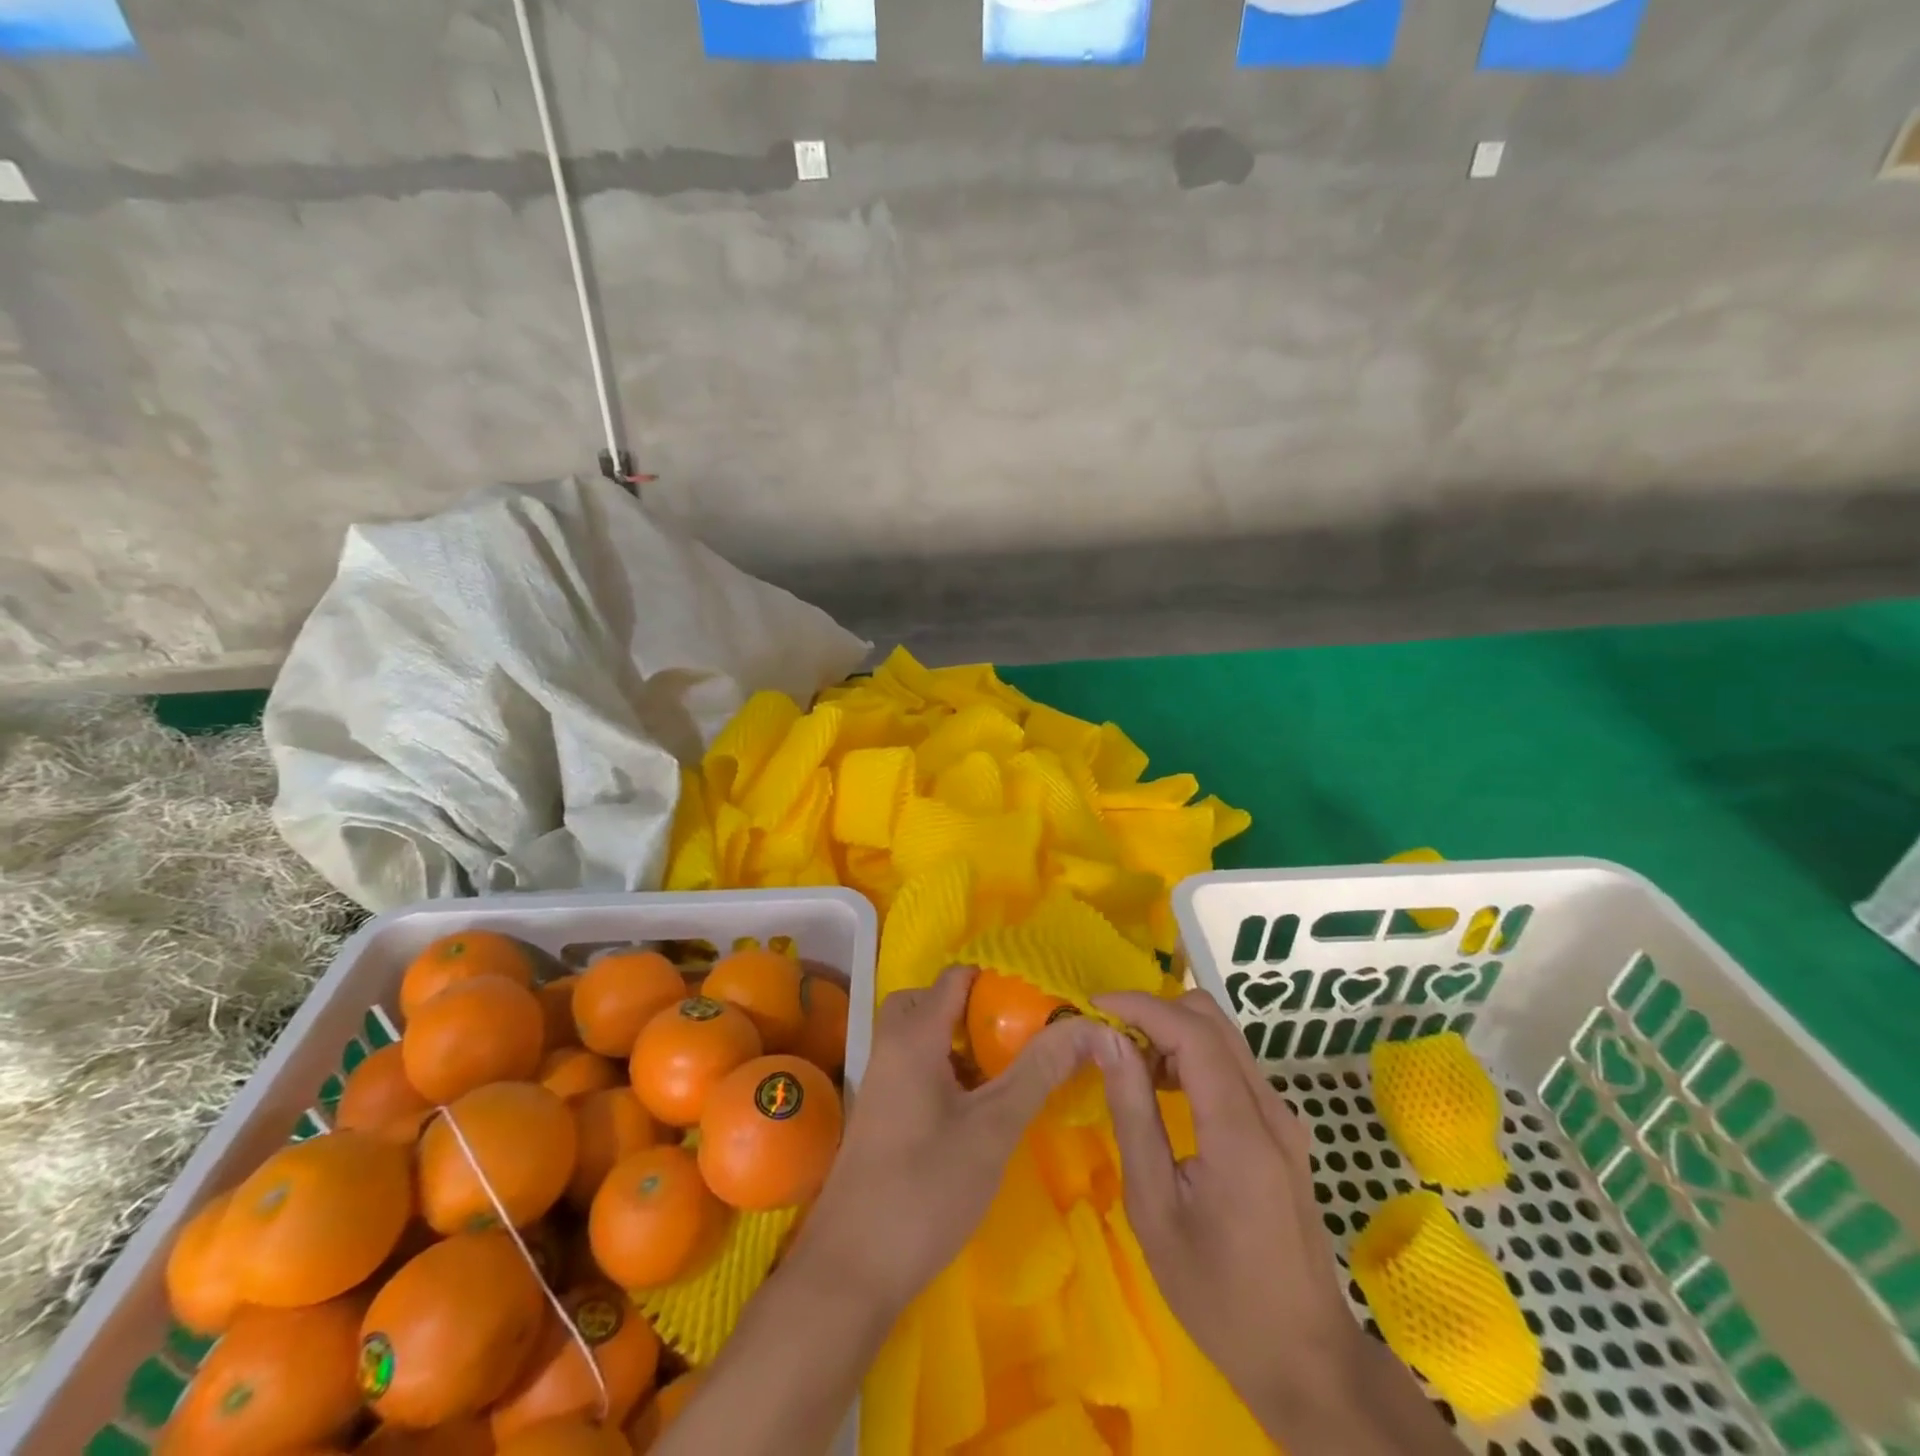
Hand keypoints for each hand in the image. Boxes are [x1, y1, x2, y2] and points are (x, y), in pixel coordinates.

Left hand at [799, 964, 1102, 1315]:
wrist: (852, 1269)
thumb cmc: (926, 1188)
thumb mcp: (993, 1127)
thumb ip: (1038, 1071)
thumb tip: (1089, 1026)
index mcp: (913, 1035)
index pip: (956, 977)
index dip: (999, 980)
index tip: (1040, 1003)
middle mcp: (891, 1046)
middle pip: (931, 1001)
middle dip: (975, 1010)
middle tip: (1016, 1036)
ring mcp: (882, 1080)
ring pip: (923, 1035)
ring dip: (961, 1042)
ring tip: (1006, 1069)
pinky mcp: (882, 1112)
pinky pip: (916, 1066)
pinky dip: (946, 1068)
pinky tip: (977, 1107)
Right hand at [1093, 990, 1458, 1452]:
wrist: (1304, 1356)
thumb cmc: (1218, 1293)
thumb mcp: (1155, 1208)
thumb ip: (1133, 1114)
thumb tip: (1106, 1042)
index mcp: (1240, 1130)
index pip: (1192, 1032)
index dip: (1139, 1006)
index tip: (1092, 1008)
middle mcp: (1270, 1109)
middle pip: (1213, 1019)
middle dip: (1156, 1014)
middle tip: (1111, 1044)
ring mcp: (1283, 1117)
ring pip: (1224, 1037)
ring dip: (1173, 1034)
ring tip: (1132, 1071)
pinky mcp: (1282, 1130)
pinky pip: (1233, 1065)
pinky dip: (1193, 1057)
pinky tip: (1165, 1093)